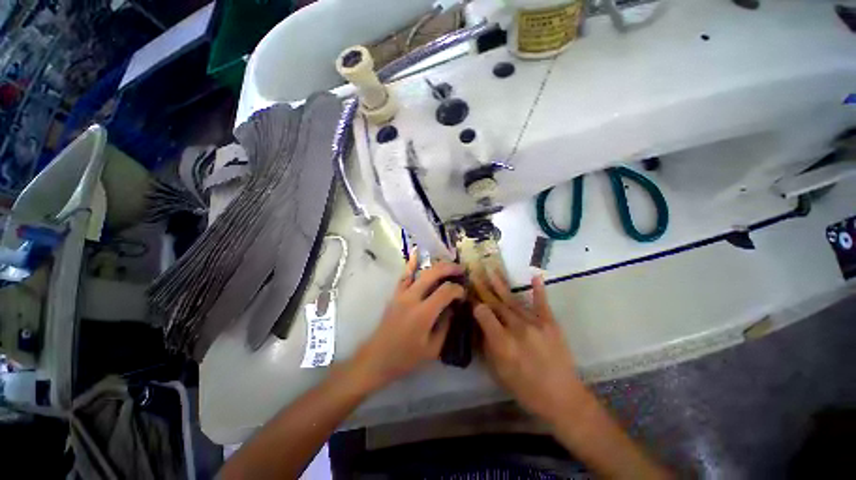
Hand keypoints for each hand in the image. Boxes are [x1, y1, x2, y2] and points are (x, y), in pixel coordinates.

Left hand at [346, 254, 464, 391]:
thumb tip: (453, 308)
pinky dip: (411, 264)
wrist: (377, 358)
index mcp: (423, 313)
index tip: (464, 293)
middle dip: (449, 269)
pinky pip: (405, 276)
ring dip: (436, 266)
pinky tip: (416, 253)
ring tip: (448, 265)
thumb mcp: (433, 348)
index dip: (457, 289)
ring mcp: (401, 294)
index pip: (445, 291)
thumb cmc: (406, 358)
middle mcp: (412, 298)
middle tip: (461, 270)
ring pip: (420, 272)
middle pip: (433, 274)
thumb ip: (445, 325)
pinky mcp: (395, 294)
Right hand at [472, 268, 584, 422]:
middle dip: (483, 288)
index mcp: (502, 343)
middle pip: (496, 304)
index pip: (483, 314)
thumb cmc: (526, 389)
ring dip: (500, 284)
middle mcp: (517, 328)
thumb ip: (487, 345)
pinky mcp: (550, 323)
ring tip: (491, 269)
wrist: (563, 398)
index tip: (468, 296)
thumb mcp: (498, 372)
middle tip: (474, 273)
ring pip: (513, 300)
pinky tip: (535, 275)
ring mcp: (535, 324)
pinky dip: (538, 289)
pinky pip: (542, 303)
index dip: (474, 304)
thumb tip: (479, 324)